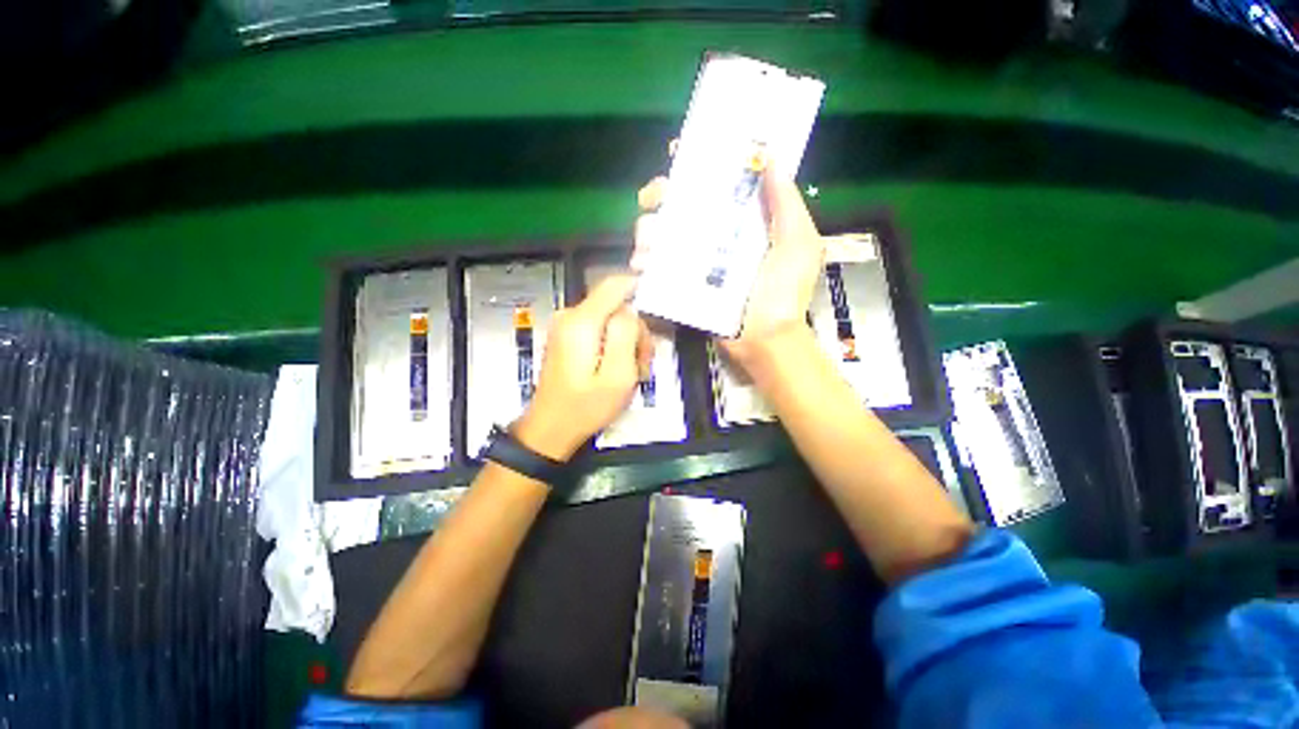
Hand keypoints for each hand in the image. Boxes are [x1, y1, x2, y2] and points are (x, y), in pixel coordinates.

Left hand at [514, 275, 650, 461]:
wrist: (551, 428)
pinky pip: (600, 329)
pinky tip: (618, 368)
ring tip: (632, 372)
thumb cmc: (586, 407)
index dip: (640, 288)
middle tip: (643, 363)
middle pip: (616, 306)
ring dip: (627, 341)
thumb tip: (630, 310)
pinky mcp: (568, 337)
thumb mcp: (618, 375)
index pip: (615, 284)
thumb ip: (626, 334)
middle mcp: (570, 316)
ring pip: (611, 319)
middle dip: (636, 330)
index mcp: (582, 322)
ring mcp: (566, 326)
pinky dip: (614, 345)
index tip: (659, 308)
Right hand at [634, 165, 824, 368]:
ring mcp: (696, 262)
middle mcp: (715, 236)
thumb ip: (786, 203)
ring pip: (661, 234)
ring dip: (647, 229)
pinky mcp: (682, 286)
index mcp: (742, 221)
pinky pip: (656, 269)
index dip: (697, 165)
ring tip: (647, 239)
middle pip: (680, 205)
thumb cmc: (784, 293)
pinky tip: (641, 263)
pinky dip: (643, 263)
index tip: (679, 151)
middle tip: (652, 198)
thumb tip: (771, 156)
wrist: (764, 340)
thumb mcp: (798, 244)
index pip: (717, 184)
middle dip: (660, 194)